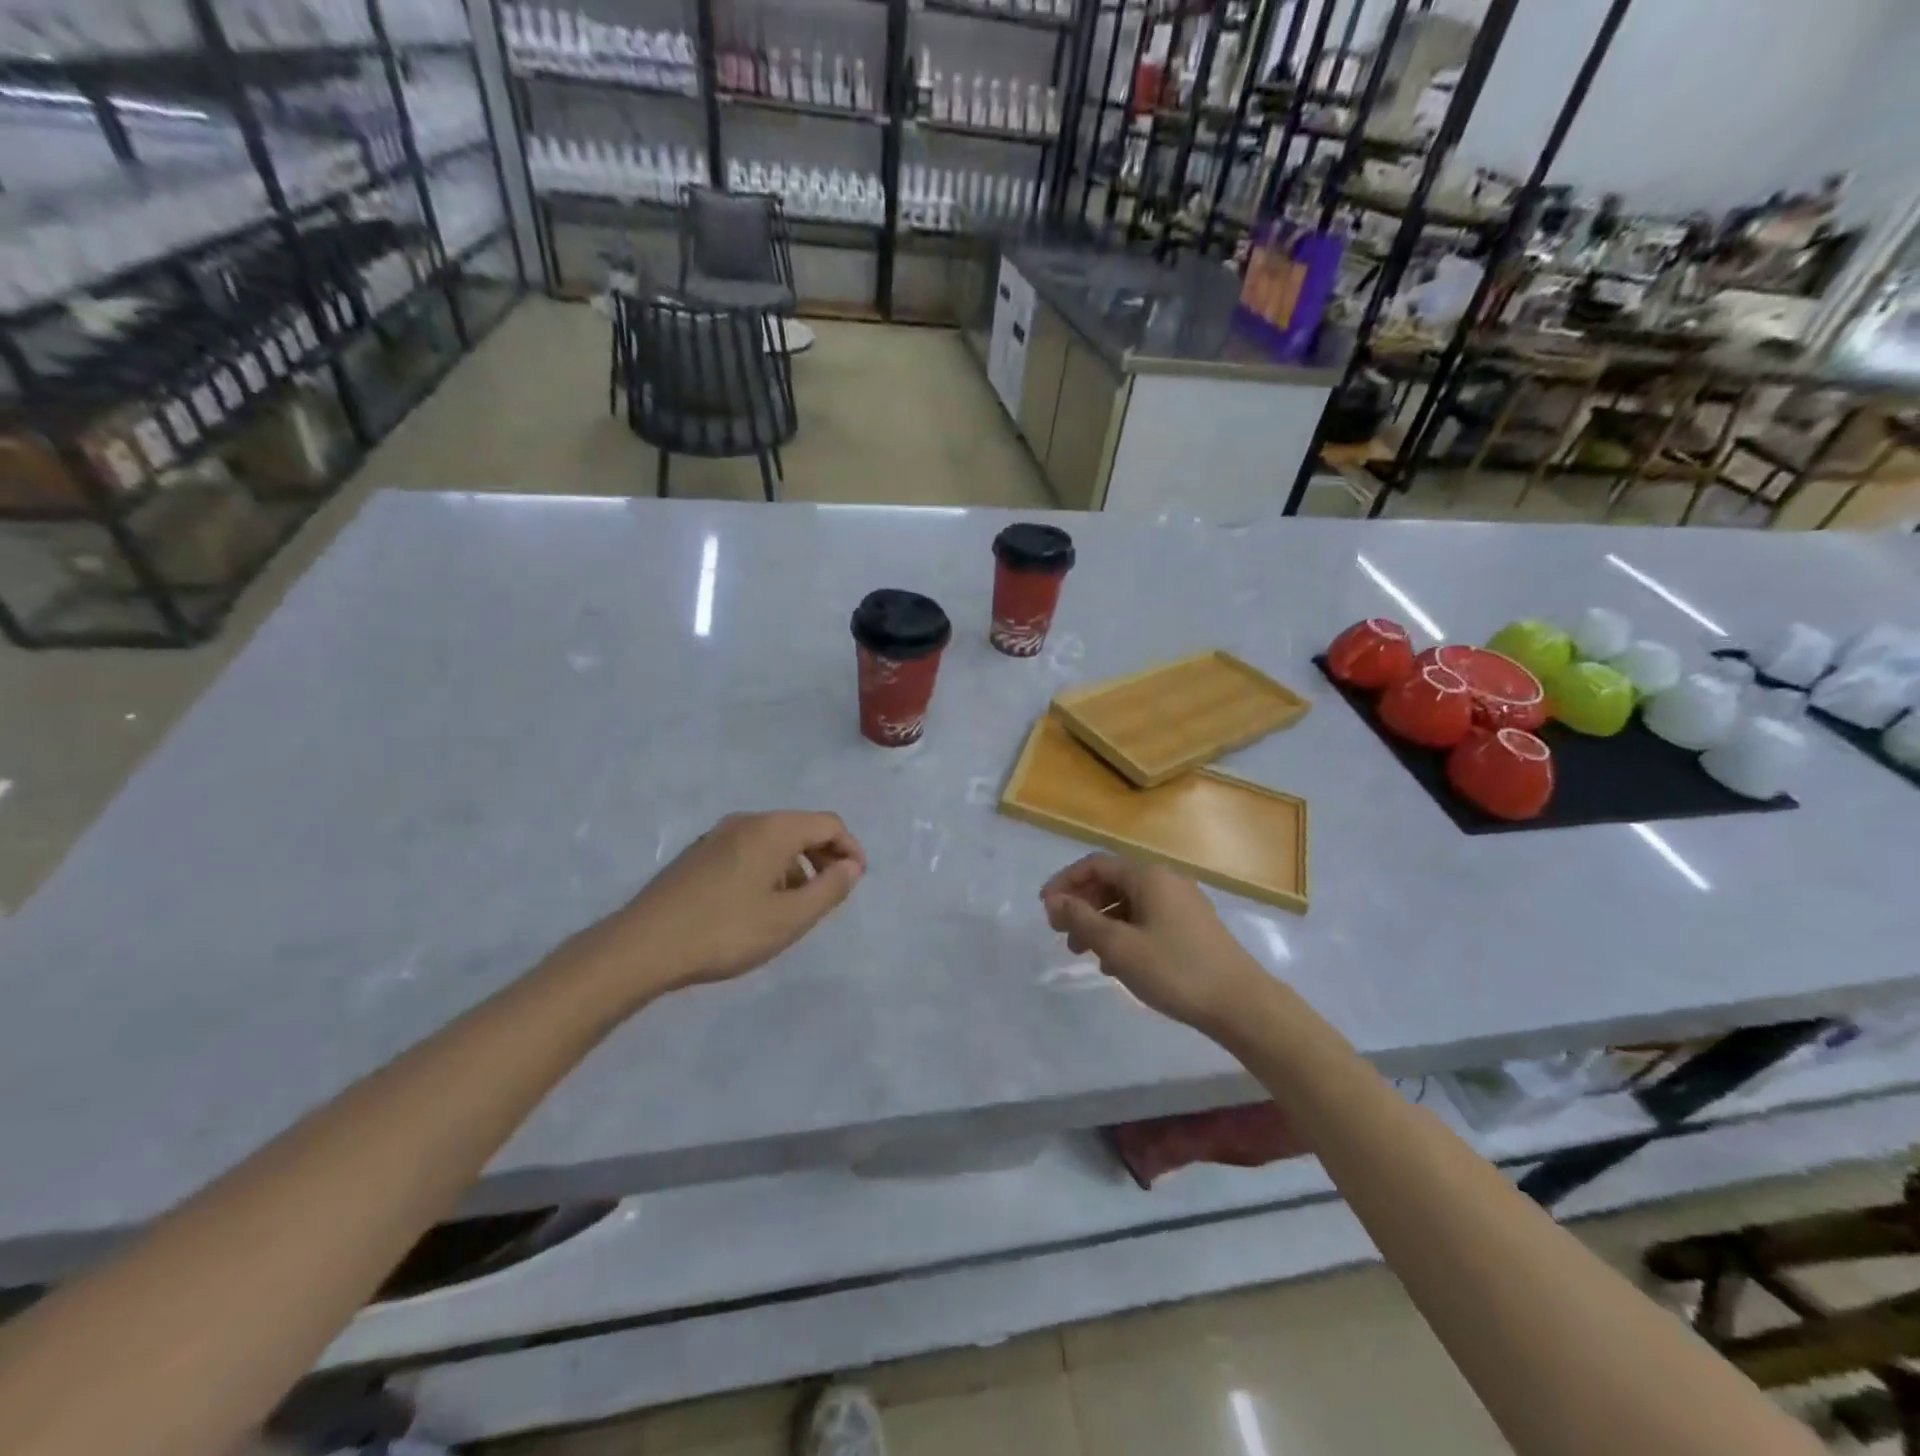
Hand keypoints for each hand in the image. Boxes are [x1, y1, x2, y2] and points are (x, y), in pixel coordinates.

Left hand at [577, 811, 865, 998]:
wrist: (641, 947)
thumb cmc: (725, 931)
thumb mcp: (789, 918)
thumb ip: (829, 889)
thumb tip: (851, 866)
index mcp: (773, 829)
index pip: (828, 823)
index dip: (850, 849)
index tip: (855, 882)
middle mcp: (746, 821)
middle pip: (801, 828)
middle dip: (824, 857)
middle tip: (829, 896)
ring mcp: (717, 835)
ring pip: (773, 841)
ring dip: (795, 867)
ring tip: (795, 908)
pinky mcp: (698, 854)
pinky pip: (748, 851)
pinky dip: (768, 870)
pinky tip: (758, 906)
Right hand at [1041, 854, 1267, 1032]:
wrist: (1242, 1004)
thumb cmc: (1175, 970)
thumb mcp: (1119, 946)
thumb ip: (1081, 919)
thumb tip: (1053, 901)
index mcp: (1148, 876)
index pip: (1096, 865)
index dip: (1065, 882)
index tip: (1044, 908)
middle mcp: (1166, 881)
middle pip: (1112, 882)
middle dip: (1083, 905)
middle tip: (1062, 935)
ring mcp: (1183, 903)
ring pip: (1129, 903)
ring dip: (1102, 923)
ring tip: (1086, 954)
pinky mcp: (1193, 927)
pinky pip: (1147, 919)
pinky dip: (1125, 933)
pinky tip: (1117, 964)